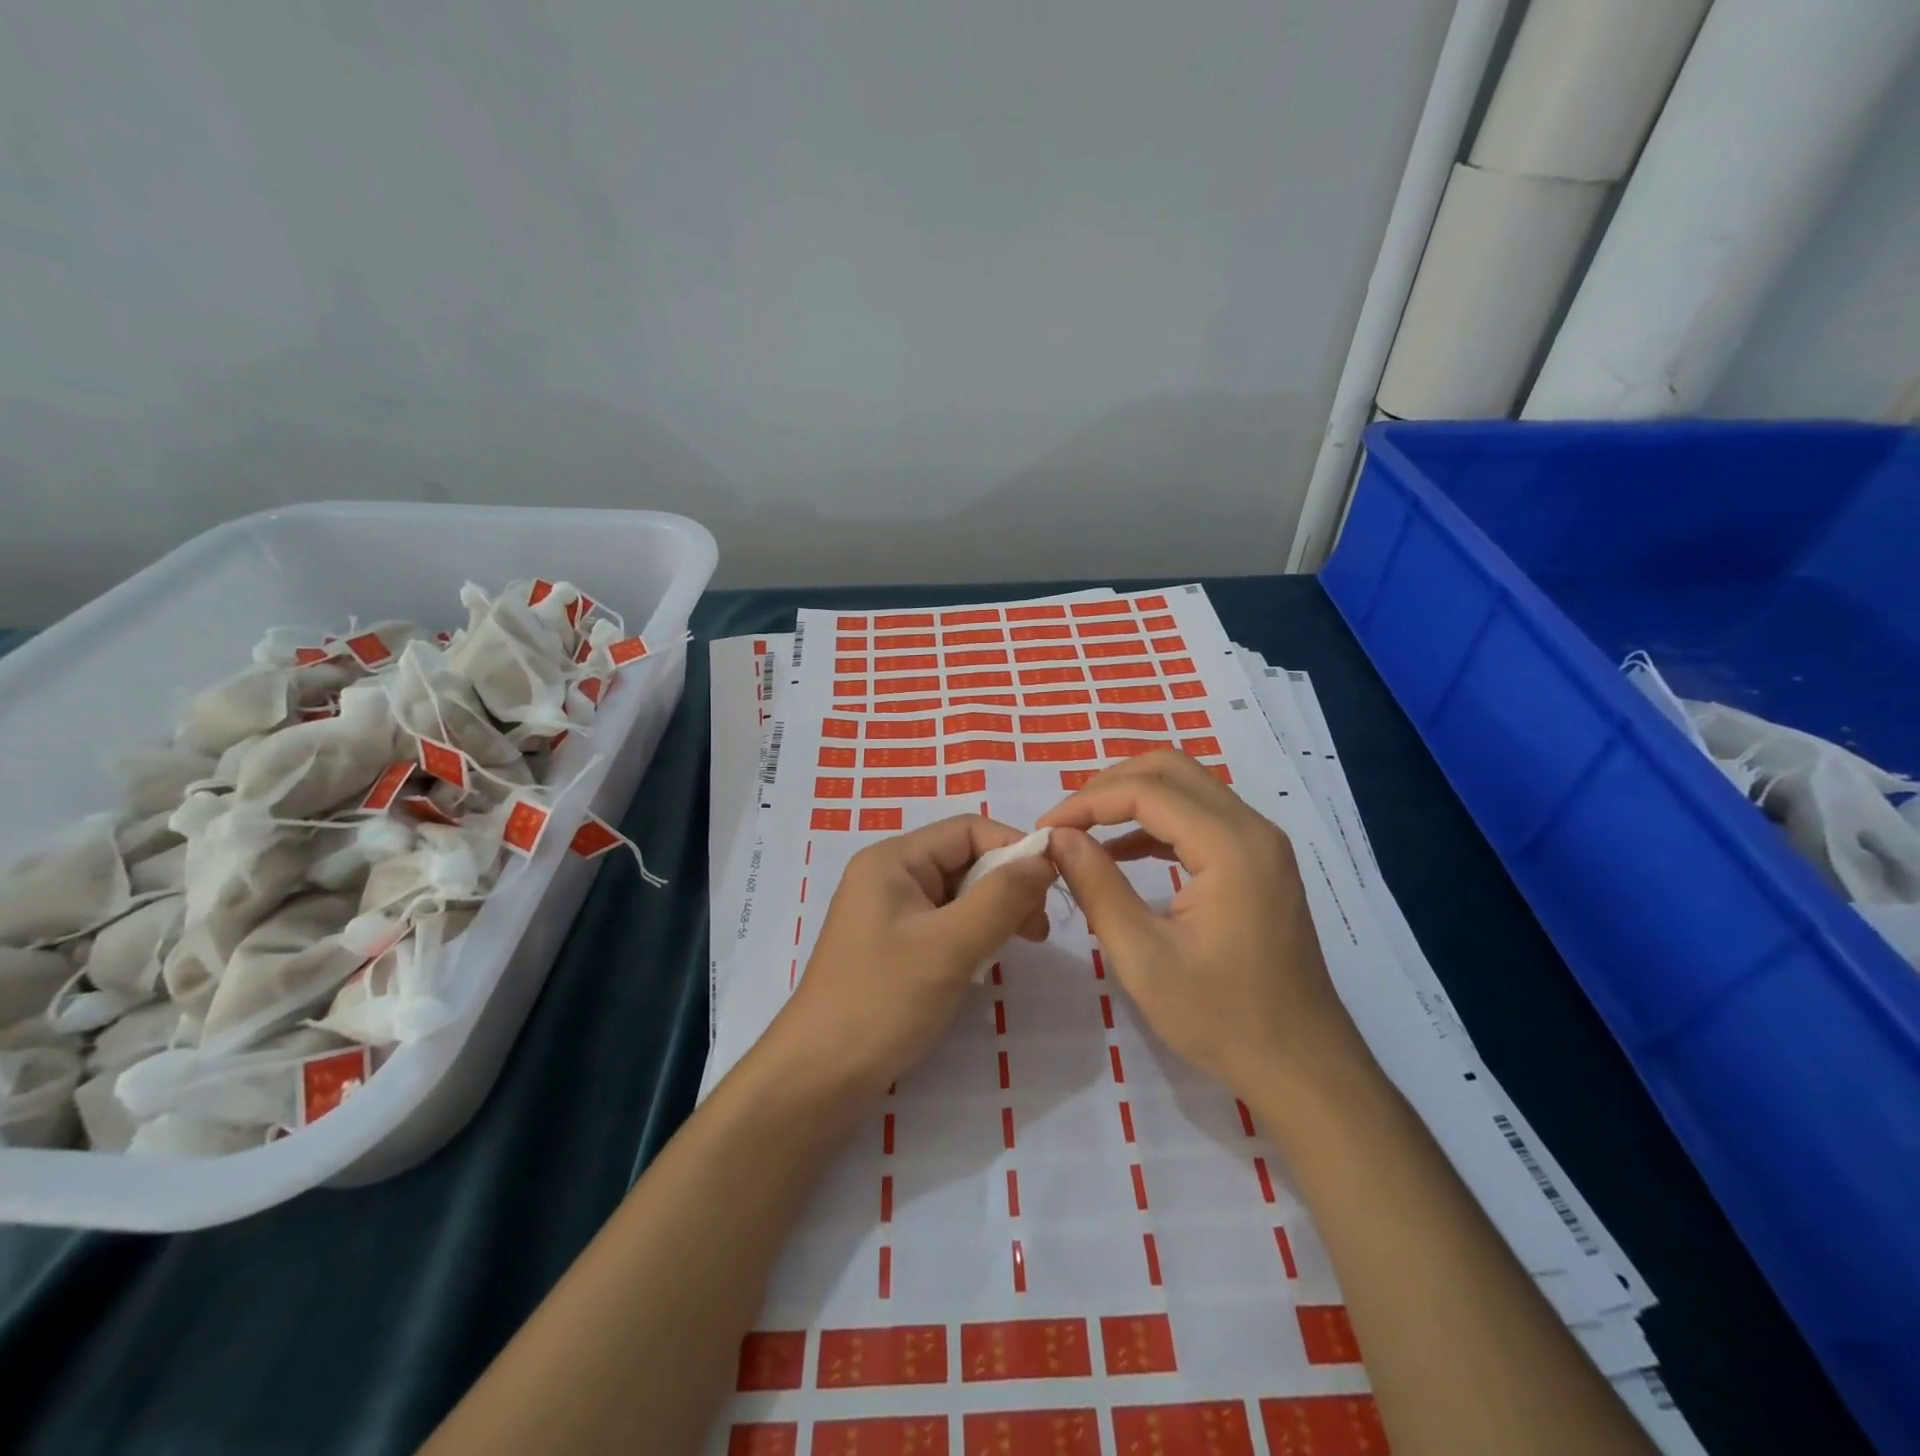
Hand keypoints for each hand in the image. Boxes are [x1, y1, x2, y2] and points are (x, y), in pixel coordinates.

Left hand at [772, 815, 1055, 1099]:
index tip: (1053, 883)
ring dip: (994, 913)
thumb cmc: (883, 1001)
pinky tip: (986, 963)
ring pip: (958, 895)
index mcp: (893, 860)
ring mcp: (890, 913)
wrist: (819, 1077)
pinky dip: (973, 936)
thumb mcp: (950, 945)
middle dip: (1007, 885)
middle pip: (963, 859)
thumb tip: (1044, 858)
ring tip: (1022, 944)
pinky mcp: (894, 947)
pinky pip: (945, 924)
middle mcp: (889, 876)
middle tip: (1039, 928)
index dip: (1013, 848)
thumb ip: (1002, 897)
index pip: (967, 830)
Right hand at [1039, 751, 1369, 1110]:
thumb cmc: (1221, 1018)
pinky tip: (1122, 853)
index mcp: (1230, 846)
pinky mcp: (1258, 862)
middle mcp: (1252, 828)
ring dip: (1131, 799)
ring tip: (1083, 832)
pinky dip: (1156, 823)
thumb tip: (1058, 838)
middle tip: (1066, 822)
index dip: (1087, 802)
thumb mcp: (1143, 957)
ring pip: (1187, 788)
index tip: (1044, 830)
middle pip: (1171, 770)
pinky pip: (1200, 818)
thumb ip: (1097, 887)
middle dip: (1109, 786)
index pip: (1146, 791)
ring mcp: (1261, 843)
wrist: (1302, 1066)